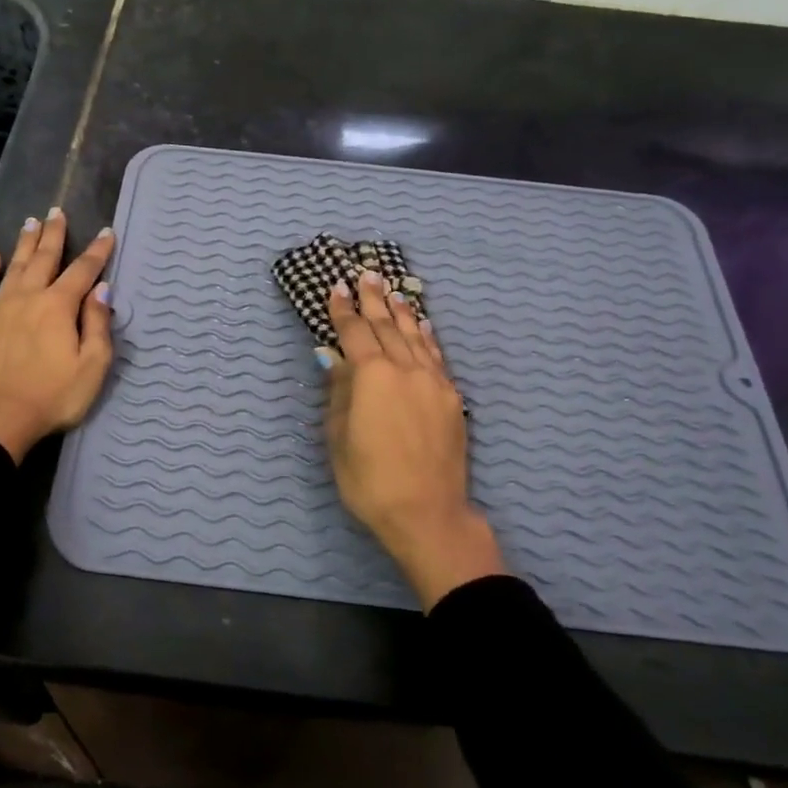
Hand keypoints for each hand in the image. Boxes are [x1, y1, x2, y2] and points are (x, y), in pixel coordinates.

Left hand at [0, 208, 114, 462]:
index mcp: (58, 307)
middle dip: (54, 234)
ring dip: (24, 243)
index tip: (107, 233)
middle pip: (44, 259)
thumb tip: (101, 290)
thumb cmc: (52, 397)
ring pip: (13, 266)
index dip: (97, 251)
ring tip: (31, 222)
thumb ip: (98, 325)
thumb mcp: (92, 367)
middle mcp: (28, 297)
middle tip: (57, 212)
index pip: (83, 271)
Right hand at [322, 269, 506, 609]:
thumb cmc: (369, 479)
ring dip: (401, 312)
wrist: (426, 512)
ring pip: (414, 337)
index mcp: (371, 376)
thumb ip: (339, 392)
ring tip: (393, 291)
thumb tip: (335, 358)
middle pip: (386, 326)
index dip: (343, 310)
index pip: (354, 332)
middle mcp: (405, 369)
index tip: (337, 287)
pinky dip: (426, 337)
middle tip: (366, 275)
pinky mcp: (452, 398)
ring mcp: (433, 382)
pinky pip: (436, 356)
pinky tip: (422, 326)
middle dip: (373, 300)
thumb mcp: (338, 437)